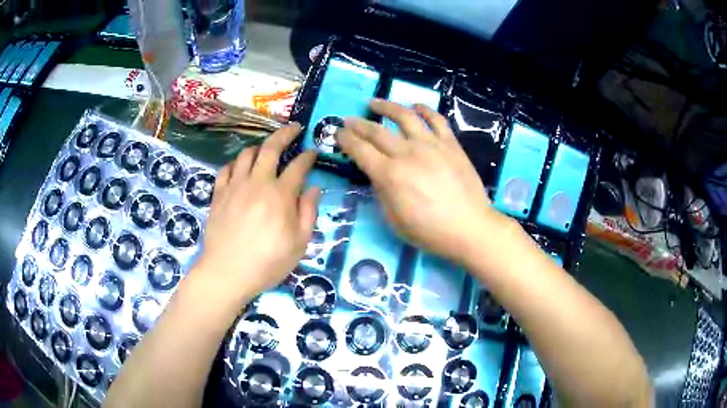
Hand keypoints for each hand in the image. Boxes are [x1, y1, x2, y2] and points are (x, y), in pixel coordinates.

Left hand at [192, 124, 319, 299]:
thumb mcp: (299, 244)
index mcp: (280, 195)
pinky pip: (226, 169)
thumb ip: (308, 212)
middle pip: (271, 148)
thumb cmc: (267, 262)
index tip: (313, 152)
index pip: (298, 166)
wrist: (227, 272)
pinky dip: (236, 163)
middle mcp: (257, 182)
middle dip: (285, 134)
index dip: (308, 156)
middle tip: (294, 128)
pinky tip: (240, 168)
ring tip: (266, 150)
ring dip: (259, 147)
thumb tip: (314, 188)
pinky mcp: (218, 194)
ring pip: (246, 154)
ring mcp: (235, 186)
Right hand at [336, 99, 505, 260]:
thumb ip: (382, 193)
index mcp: (389, 175)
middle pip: (377, 131)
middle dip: (358, 123)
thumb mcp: (394, 220)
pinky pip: (436, 120)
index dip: (345, 139)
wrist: (470, 228)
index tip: (337, 133)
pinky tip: (415, 106)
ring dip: (387, 106)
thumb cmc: (430, 232)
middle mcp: (407, 153)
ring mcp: (431, 145)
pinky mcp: (451, 144)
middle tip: (348, 119)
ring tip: (375, 102)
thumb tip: (378, 175)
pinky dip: (424, 110)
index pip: (360, 150)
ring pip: (405, 116)